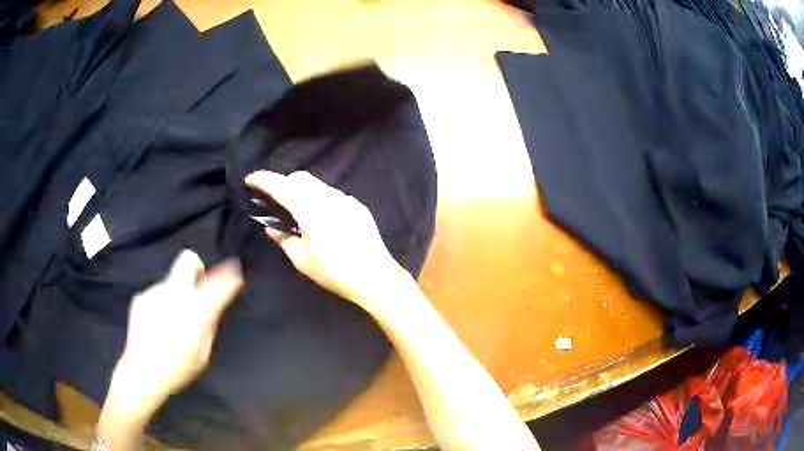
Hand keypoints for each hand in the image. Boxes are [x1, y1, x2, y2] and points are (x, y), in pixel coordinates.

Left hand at [106, 250, 242, 420]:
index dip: (229, 276)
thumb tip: (211, 312)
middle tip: (198, 286)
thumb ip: (208, 327)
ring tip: (171, 322)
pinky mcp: (141, 297)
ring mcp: (156, 293)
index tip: (234, 273)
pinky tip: (157, 326)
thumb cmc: (177, 369)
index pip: (218, 284)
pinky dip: (161, 306)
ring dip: (176, 296)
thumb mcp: (202, 354)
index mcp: (196, 309)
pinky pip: (158, 296)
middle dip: (196, 267)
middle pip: (188, 260)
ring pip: (171, 283)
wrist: (143, 371)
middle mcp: (176, 294)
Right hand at [245, 171, 408, 311]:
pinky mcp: (358, 206)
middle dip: (283, 183)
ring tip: (295, 210)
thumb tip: (271, 227)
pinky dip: (318, 198)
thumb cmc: (335, 272)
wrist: (376, 277)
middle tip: (273, 200)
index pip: (282, 186)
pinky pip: (332, 194)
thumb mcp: (302, 261)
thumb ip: (284, 239)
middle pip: (300, 179)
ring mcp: (346, 200)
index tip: (250, 179)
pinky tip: (319, 218)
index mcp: (311, 210)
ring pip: (317, 184)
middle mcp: (329, 198)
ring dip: (301, 190)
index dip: (264, 179)